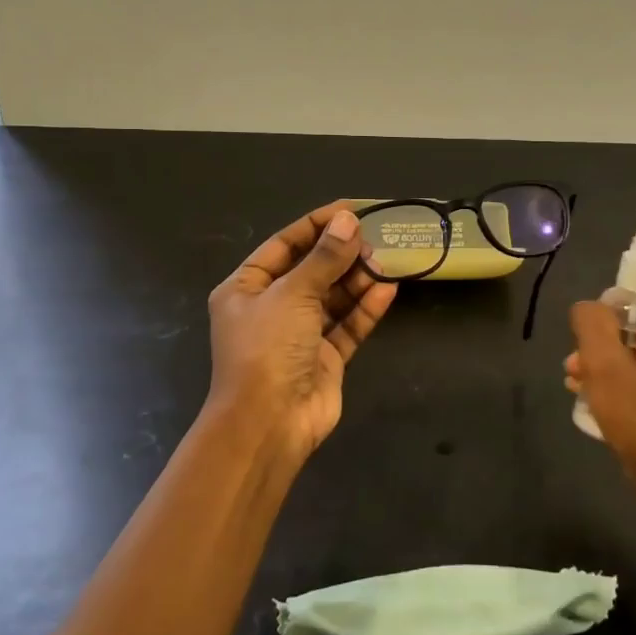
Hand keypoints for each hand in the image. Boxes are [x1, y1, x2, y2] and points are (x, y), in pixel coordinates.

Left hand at [206, 204, 396, 458]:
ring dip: (357, 280)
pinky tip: (388, 290)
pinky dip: (366, 309)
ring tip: (384, 263)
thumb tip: (348, 220)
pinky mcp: (324, 358)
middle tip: (374, 240)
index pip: (284, 245)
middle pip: (312, 270)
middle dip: (342, 254)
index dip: (317, 225)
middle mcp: (271, 308)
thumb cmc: (267, 348)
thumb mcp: (292, 294)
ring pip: (333, 297)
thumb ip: (324, 258)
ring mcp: (299, 335)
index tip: (351, 210)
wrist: (268, 424)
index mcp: (246, 288)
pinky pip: (347, 326)